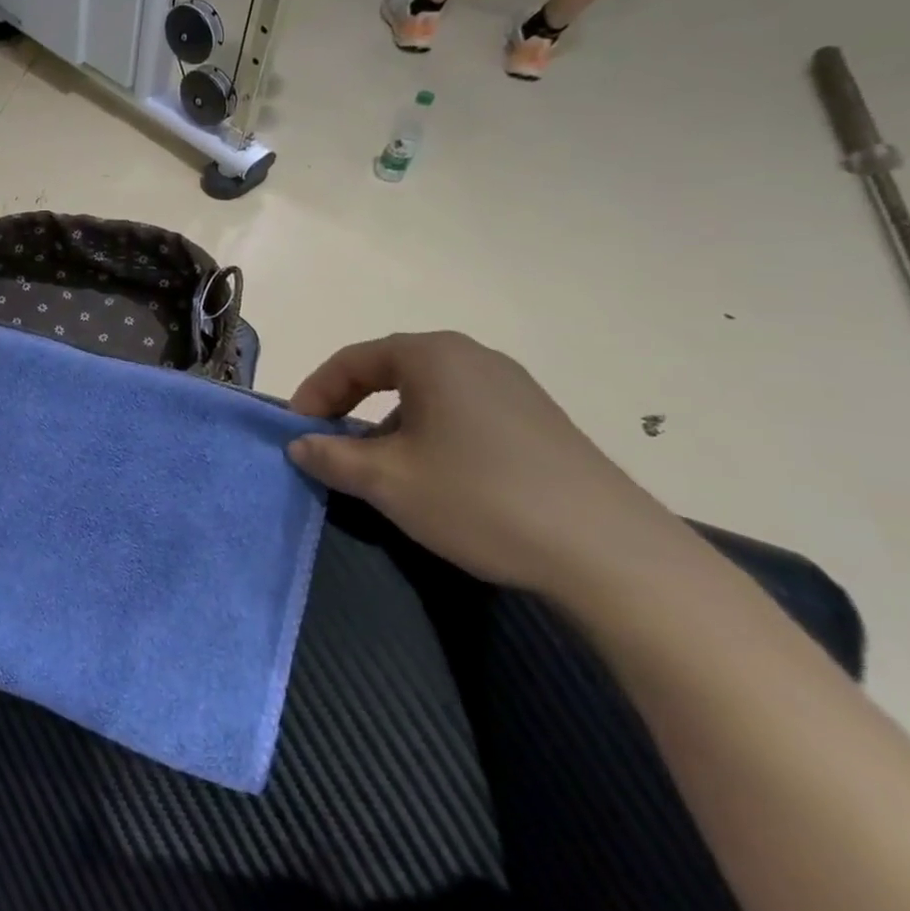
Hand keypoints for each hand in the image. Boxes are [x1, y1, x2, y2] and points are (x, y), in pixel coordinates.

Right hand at [287, 331, 685, 597]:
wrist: (612, 555)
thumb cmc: (480, 498)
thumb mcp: (386, 481)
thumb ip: (331, 457)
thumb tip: (300, 445)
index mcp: (433, 355)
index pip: (352, 360)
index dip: (315, 392)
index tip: (297, 430)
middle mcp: (474, 358)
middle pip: (390, 372)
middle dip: (351, 407)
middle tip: (331, 445)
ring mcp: (514, 389)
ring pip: (428, 396)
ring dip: (390, 425)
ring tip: (381, 469)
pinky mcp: (541, 423)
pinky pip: (464, 415)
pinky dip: (431, 436)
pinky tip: (437, 480)